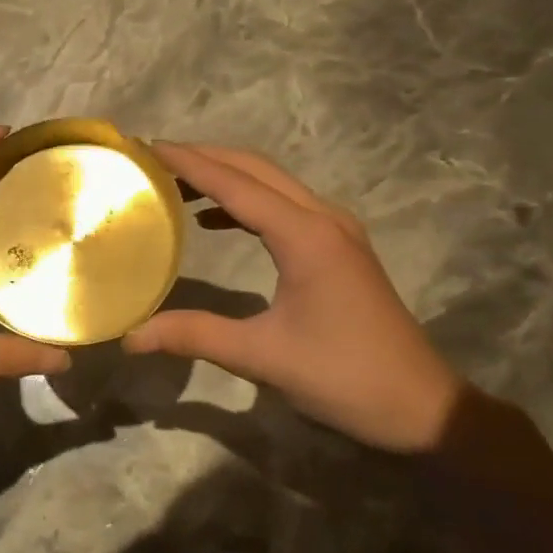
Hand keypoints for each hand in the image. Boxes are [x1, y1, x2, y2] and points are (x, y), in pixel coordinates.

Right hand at [124, 143, 463, 452]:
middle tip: (154, 159)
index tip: (147, 147)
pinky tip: (216, 220)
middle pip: (256, 169)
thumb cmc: (344, 377)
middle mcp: (323, 218)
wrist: (420, 405)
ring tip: (176, 184)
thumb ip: (195, 336)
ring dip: (226, 176)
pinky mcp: (340, 248)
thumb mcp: (263, 357)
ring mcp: (336, 230)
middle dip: (205, 157)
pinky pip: (285, 206)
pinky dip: (246, 202)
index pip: (236, 184)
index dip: (189, 163)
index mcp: (305, 236)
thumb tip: (131, 336)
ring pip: (273, 183)